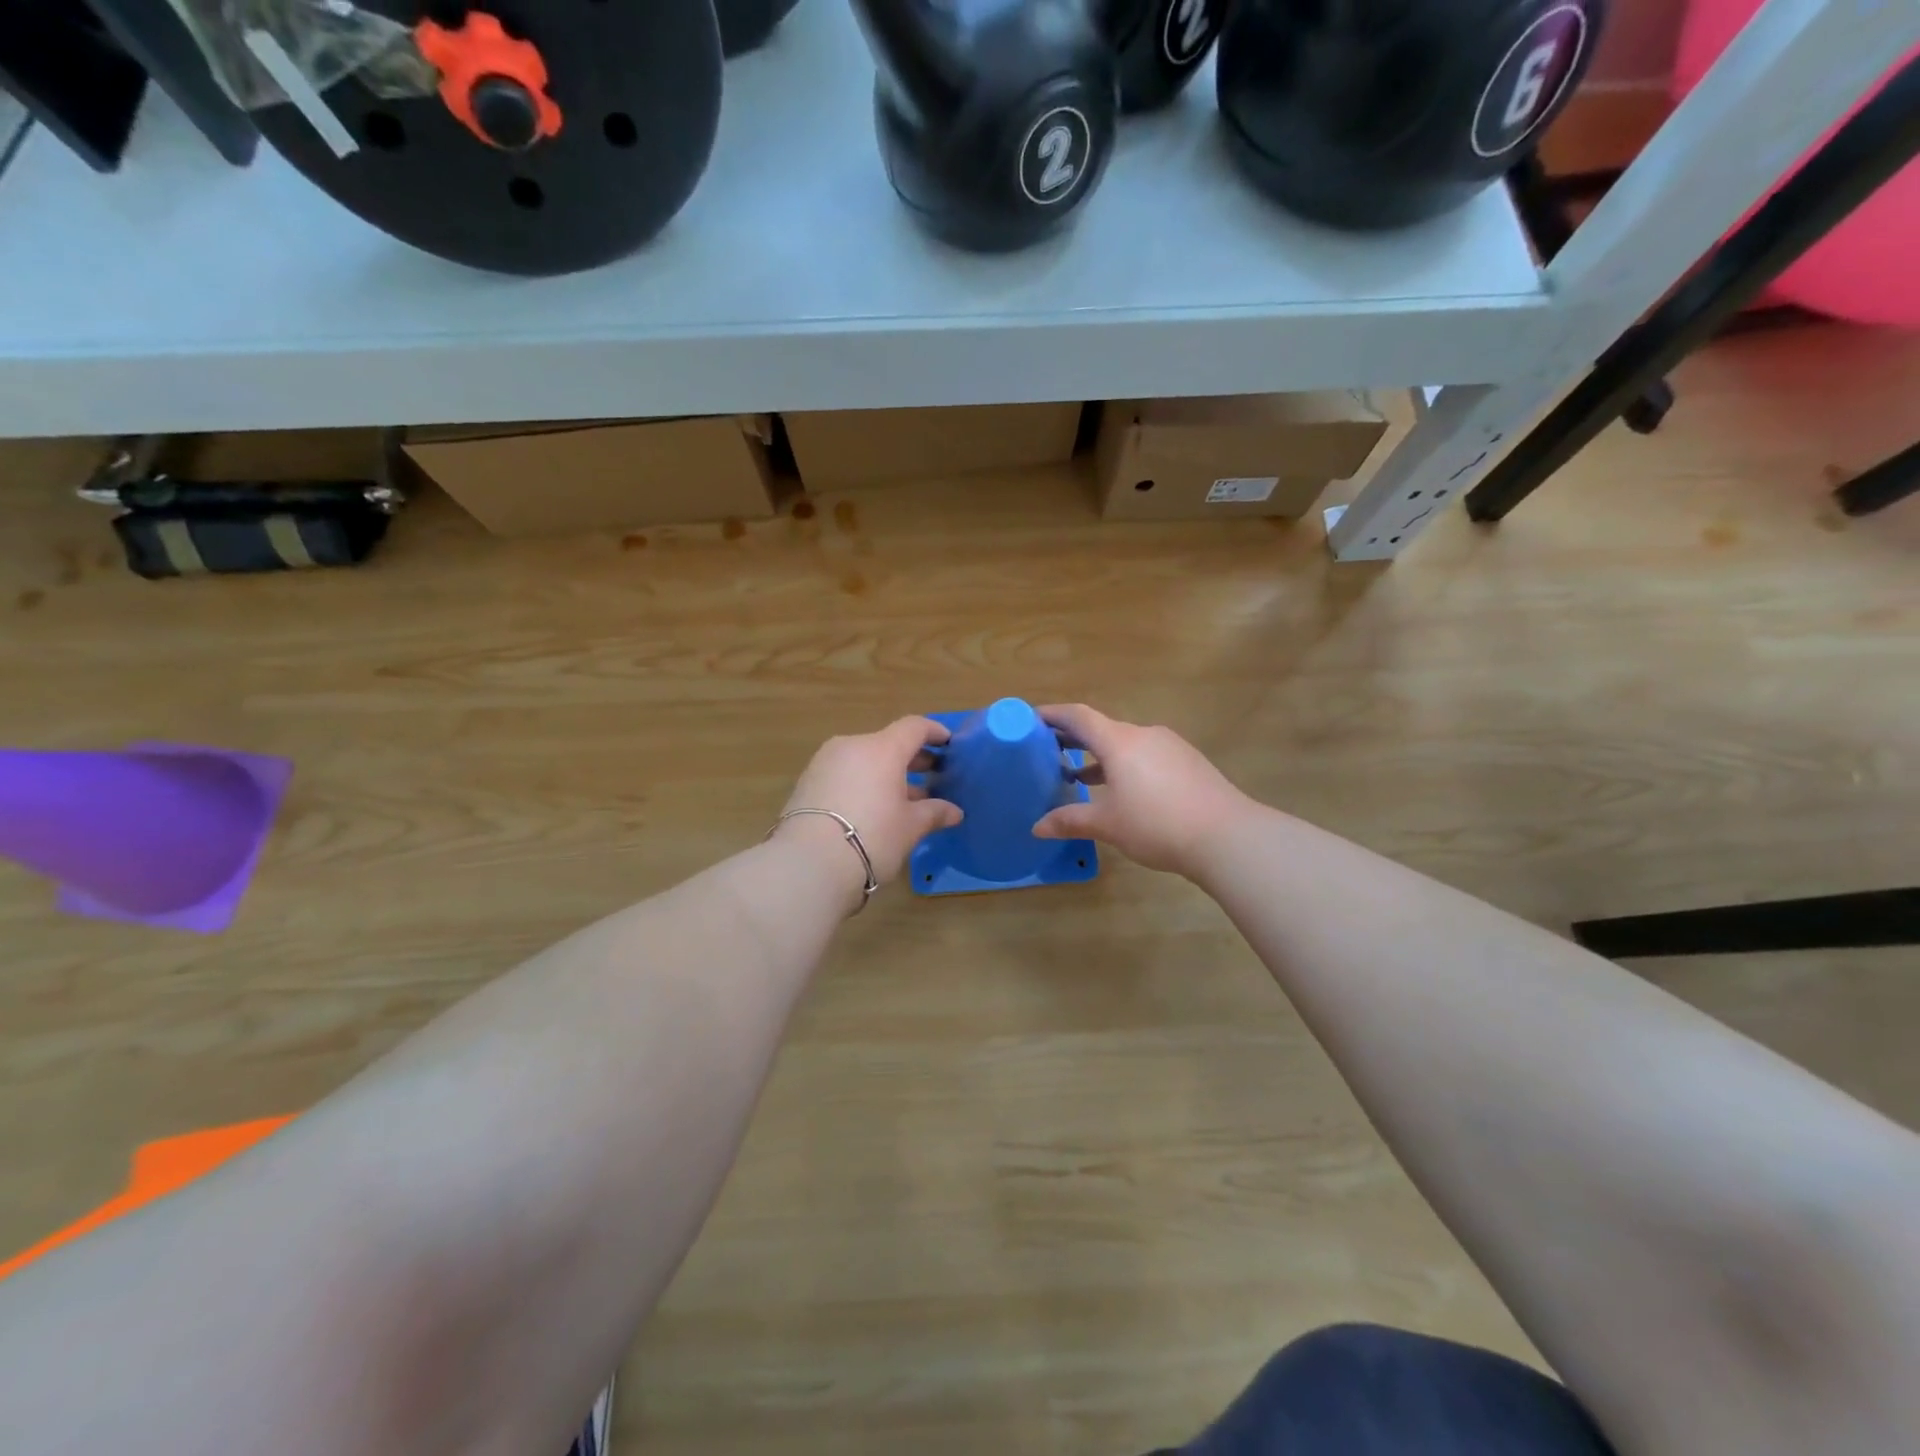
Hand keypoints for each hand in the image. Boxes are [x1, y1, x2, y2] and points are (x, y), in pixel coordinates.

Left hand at [775, 717, 964, 897]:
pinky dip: (862, 783)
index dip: (934, 732)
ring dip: (885, 773)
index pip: (913, 727)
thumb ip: (933, 812)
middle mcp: (852, 746)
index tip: (948, 742)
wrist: (808, 863)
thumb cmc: (872, 838)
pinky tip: (872, 808)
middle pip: (887, 743)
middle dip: (911, 757)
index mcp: (882, 749)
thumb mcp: (910, 827)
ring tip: (902, 798)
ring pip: (863, 759)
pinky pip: (844, 774)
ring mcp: (824, 763)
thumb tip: (954, 811)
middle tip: (931, 773)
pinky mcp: (806, 783)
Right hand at [1031, 704, 1251, 875]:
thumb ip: (1070, 821)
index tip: (1031, 718)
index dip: (1052, 715)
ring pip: (1125, 744)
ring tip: (1079, 777)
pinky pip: (1146, 755)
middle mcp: (1144, 735)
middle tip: (1047, 750)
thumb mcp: (1108, 825)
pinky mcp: (1188, 762)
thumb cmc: (1157, 824)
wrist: (1227, 836)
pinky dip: (1125, 766)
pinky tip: (1122, 791)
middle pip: (1102, 728)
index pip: (1078, 716)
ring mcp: (1170, 747)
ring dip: (1100, 756)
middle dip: (1073, 738)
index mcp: (1119, 742)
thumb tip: (1037, 827)